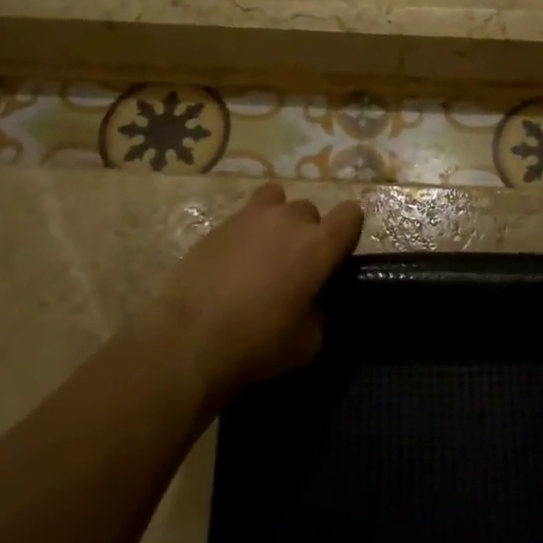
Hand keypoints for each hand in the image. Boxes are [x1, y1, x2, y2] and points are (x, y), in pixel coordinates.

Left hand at [136, 183, 362, 406]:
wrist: (191, 337)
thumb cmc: (259, 340)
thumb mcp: (308, 342)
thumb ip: (320, 314)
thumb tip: (314, 306)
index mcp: (320, 244)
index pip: (351, 215)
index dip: (348, 231)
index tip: (338, 254)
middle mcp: (289, 220)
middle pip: (310, 210)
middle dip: (308, 232)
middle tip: (296, 264)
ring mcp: (250, 217)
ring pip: (275, 200)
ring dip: (276, 220)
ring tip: (265, 249)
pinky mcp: (218, 225)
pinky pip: (242, 217)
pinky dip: (245, 232)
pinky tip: (234, 260)